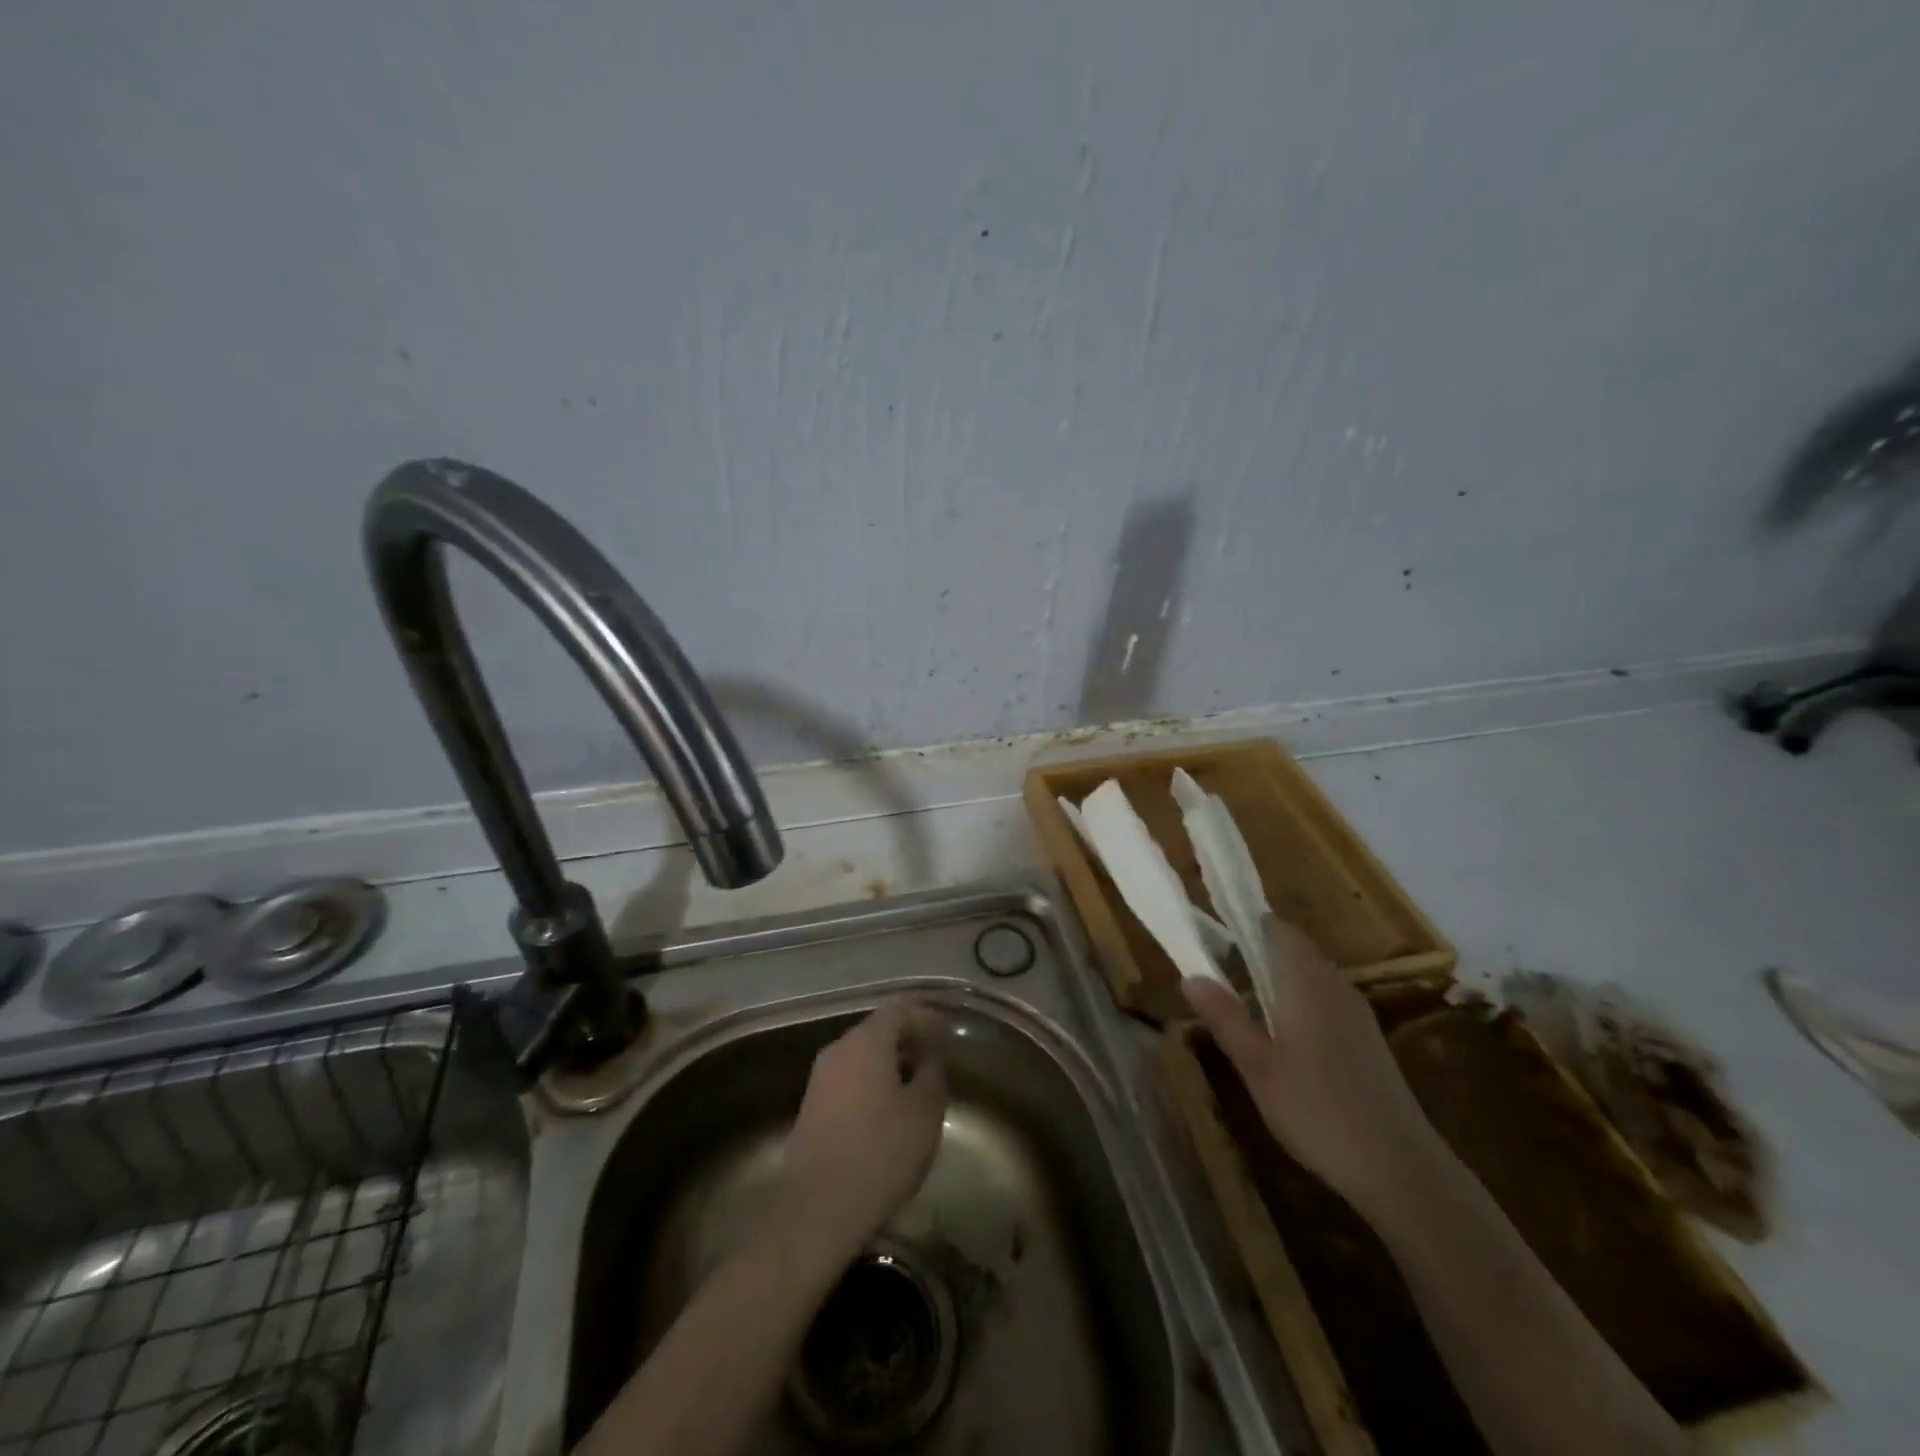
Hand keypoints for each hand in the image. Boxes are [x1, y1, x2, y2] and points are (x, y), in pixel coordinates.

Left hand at [778, 1000, 948, 1266]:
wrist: (818, 1208)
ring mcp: (821, 1077)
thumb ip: (932, 1071)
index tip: (948, 1028)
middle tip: (936, 1054)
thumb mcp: (924, 1111)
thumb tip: (929, 1053)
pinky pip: (850, 1077)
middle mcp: (838, 1049)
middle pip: (878, 1029)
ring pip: (863, 1054)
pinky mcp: (813, 1105)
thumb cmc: (881, 1153)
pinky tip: (890, 1106)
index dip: (926, 1015)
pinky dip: (874, 1080)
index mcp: (866, 1041)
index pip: (900, 1009)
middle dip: (909, 1037)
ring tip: (918, 1082)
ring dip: (891, 1060)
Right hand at [1183, 916, 1442, 1219]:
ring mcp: (1358, 1015)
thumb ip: (1225, 1017)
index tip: (1215, 932)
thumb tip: (1190, 976)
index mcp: (1307, 982)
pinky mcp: (1369, 1042)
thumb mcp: (1258, 1065)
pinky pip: (1327, 1003)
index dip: (1248, 923)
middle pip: (1296, 951)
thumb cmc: (1318, 1110)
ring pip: (1312, 978)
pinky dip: (1300, 1004)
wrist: (1401, 1169)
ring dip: (1279, 980)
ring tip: (1244, 1003)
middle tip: (1218, 969)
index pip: (1279, 930)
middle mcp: (1336, 987)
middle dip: (1258, 952)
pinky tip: (1284, 1039)